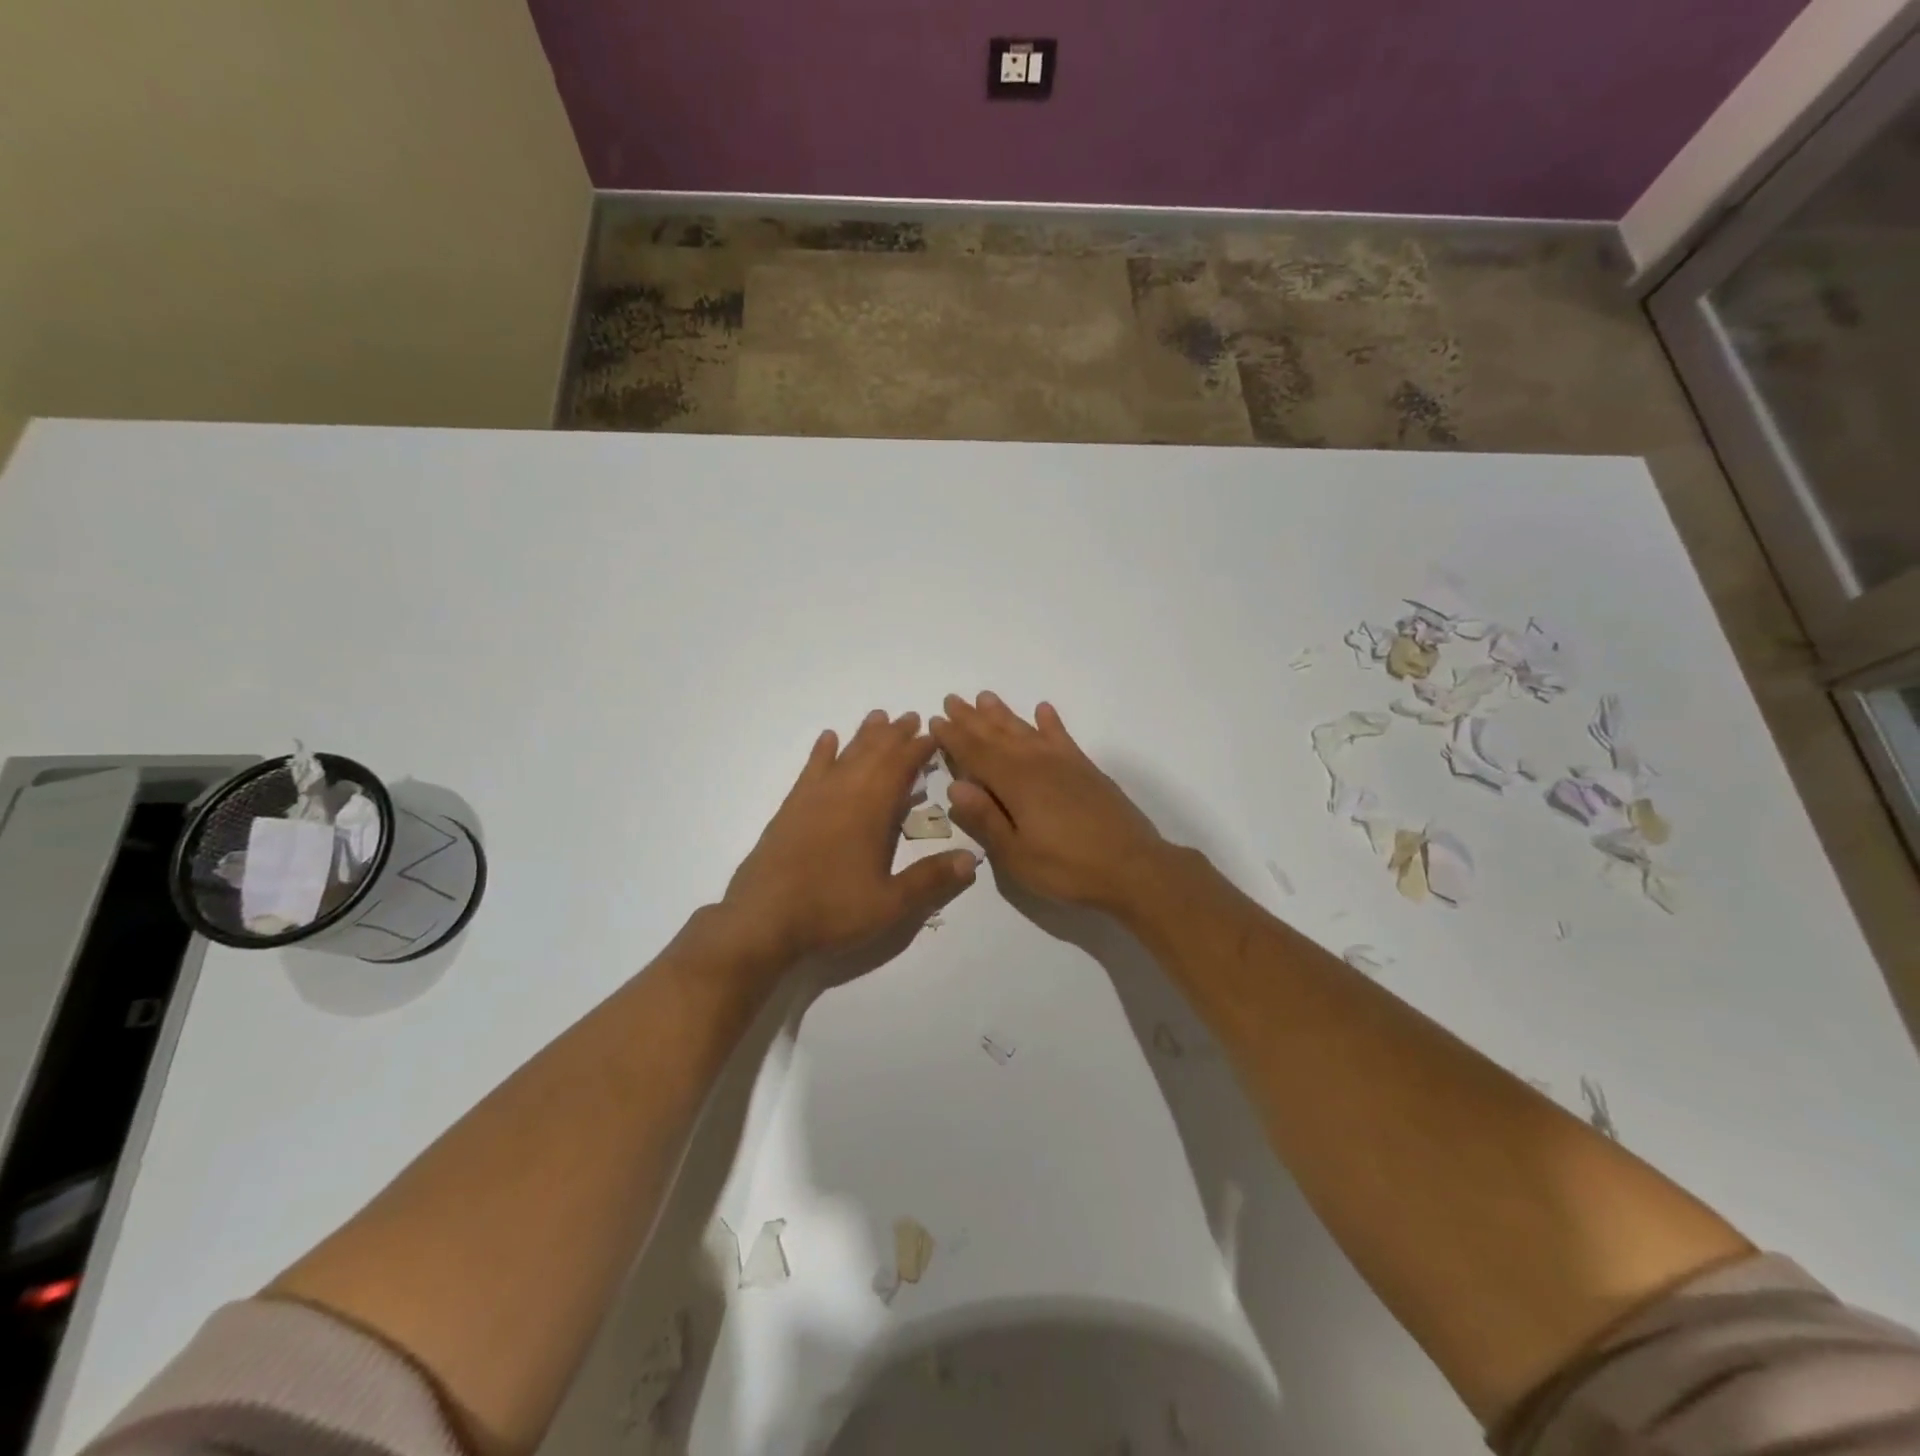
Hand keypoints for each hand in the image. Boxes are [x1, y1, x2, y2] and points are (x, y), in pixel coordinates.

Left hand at [723, 710, 978, 963]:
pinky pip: (811, 769)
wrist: (763, 919)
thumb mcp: (891, 904)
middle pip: (874, 752)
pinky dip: (822, 751)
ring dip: (864, 735)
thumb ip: (931, 879)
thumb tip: (973, 859)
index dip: (920, 748)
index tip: (934, 734)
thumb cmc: (832, 910)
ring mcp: (814, 797)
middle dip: (895, 734)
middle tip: (911, 718)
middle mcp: (844, 792)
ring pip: (845, 754)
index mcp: (872, 809)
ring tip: (878, 717)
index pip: (901, 767)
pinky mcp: (791, 808)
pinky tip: (828, 739)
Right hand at [930, 693, 1167, 912]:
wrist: (1133, 868)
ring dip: (1004, 714)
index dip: (953, 737)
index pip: (975, 753)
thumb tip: (955, 786)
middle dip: (972, 718)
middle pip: (997, 735)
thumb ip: (985, 819)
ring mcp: (1064, 763)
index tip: (935, 720)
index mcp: (1015, 783)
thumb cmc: (1067, 868)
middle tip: (953, 699)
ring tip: (986, 697)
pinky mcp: (1086, 770)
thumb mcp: (1016, 855)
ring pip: (1026, 730)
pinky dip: (1050, 722)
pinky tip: (1043, 710)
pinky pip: (1062, 737)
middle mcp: (1037, 763)